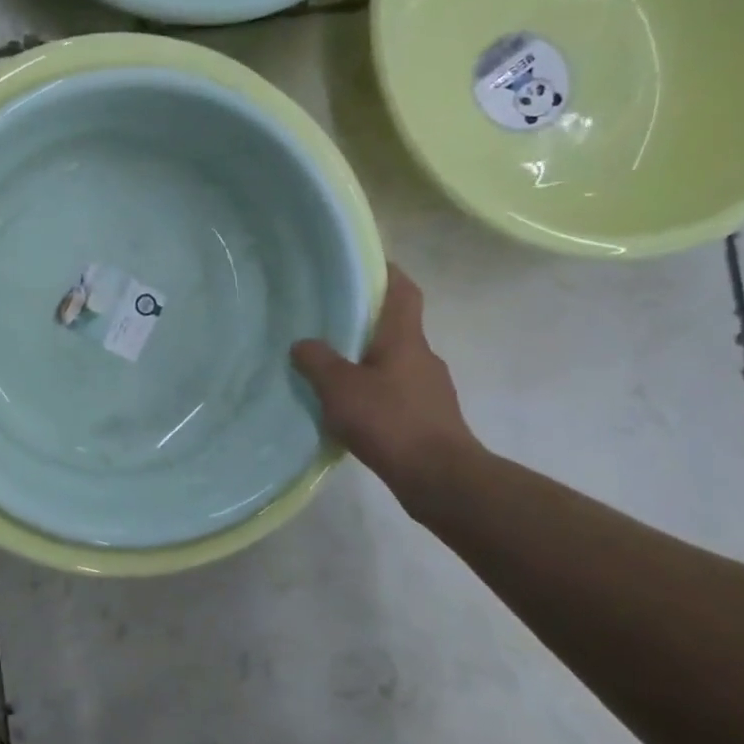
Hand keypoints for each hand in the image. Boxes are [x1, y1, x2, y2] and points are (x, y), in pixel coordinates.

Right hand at [292, 266, 479, 499]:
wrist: (441, 479)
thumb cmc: (391, 421)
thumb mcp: (340, 388)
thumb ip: (318, 361)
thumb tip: (303, 344)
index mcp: (405, 339)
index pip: (403, 292)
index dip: (388, 273)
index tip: (365, 264)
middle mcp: (423, 357)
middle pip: (396, 328)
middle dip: (366, 324)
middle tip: (329, 323)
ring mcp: (430, 390)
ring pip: (395, 363)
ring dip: (368, 363)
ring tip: (333, 372)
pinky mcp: (429, 419)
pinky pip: (397, 393)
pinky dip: (375, 394)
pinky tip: (352, 411)